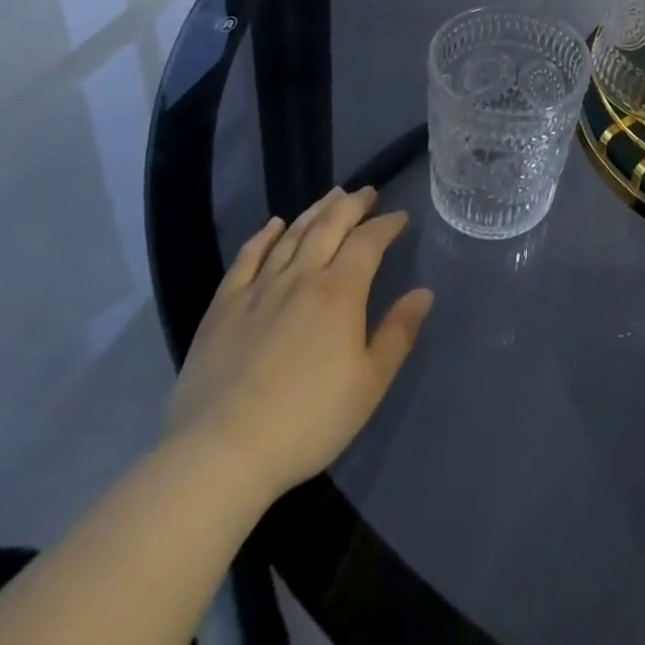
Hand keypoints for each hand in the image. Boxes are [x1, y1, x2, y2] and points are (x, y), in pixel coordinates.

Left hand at [165, 187, 432, 500]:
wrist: (220, 453)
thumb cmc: (308, 420)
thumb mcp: (369, 384)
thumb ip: (399, 333)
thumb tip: (424, 292)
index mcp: (340, 291)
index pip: (368, 242)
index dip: (386, 225)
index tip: (400, 216)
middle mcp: (301, 276)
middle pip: (330, 226)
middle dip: (352, 205)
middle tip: (367, 192)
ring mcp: (259, 289)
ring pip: (292, 235)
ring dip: (315, 211)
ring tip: (331, 196)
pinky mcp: (223, 307)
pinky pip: (247, 258)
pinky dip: (263, 236)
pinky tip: (273, 225)